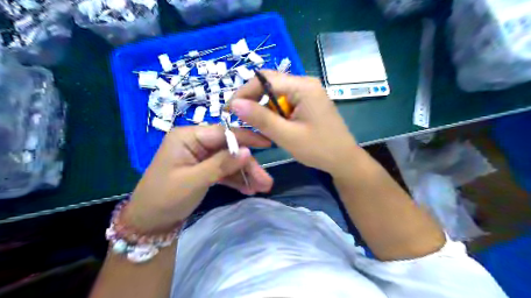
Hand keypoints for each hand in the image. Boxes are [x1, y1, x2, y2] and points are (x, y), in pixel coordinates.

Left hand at [124, 125, 270, 232]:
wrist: (148, 222)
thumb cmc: (165, 198)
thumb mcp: (194, 181)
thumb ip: (221, 164)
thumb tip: (248, 151)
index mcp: (188, 137)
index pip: (223, 132)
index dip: (247, 138)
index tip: (268, 143)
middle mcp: (196, 142)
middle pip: (230, 148)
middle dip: (248, 165)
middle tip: (266, 181)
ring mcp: (201, 155)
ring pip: (229, 160)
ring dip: (245, 174)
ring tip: (262, 188)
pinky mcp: (204, 168)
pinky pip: (224, 170)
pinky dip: (236, 179)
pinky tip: (249, 189)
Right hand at [230, 71, 358, 175]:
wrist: (344, 160)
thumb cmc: (318, 149)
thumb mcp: (287, 136)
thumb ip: (261, 119)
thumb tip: (235, 104)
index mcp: (303, 86)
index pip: (265, 79)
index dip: (244, 92)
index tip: (230, 109)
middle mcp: (305, 83)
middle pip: (270, 83)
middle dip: (253, 99)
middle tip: (240, 117)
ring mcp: (308, 92)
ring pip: (276, 93)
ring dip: (263, 107)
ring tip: (257, 124)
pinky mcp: (307, 102)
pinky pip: (285, 101)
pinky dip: (274, 112)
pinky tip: (273, 125)